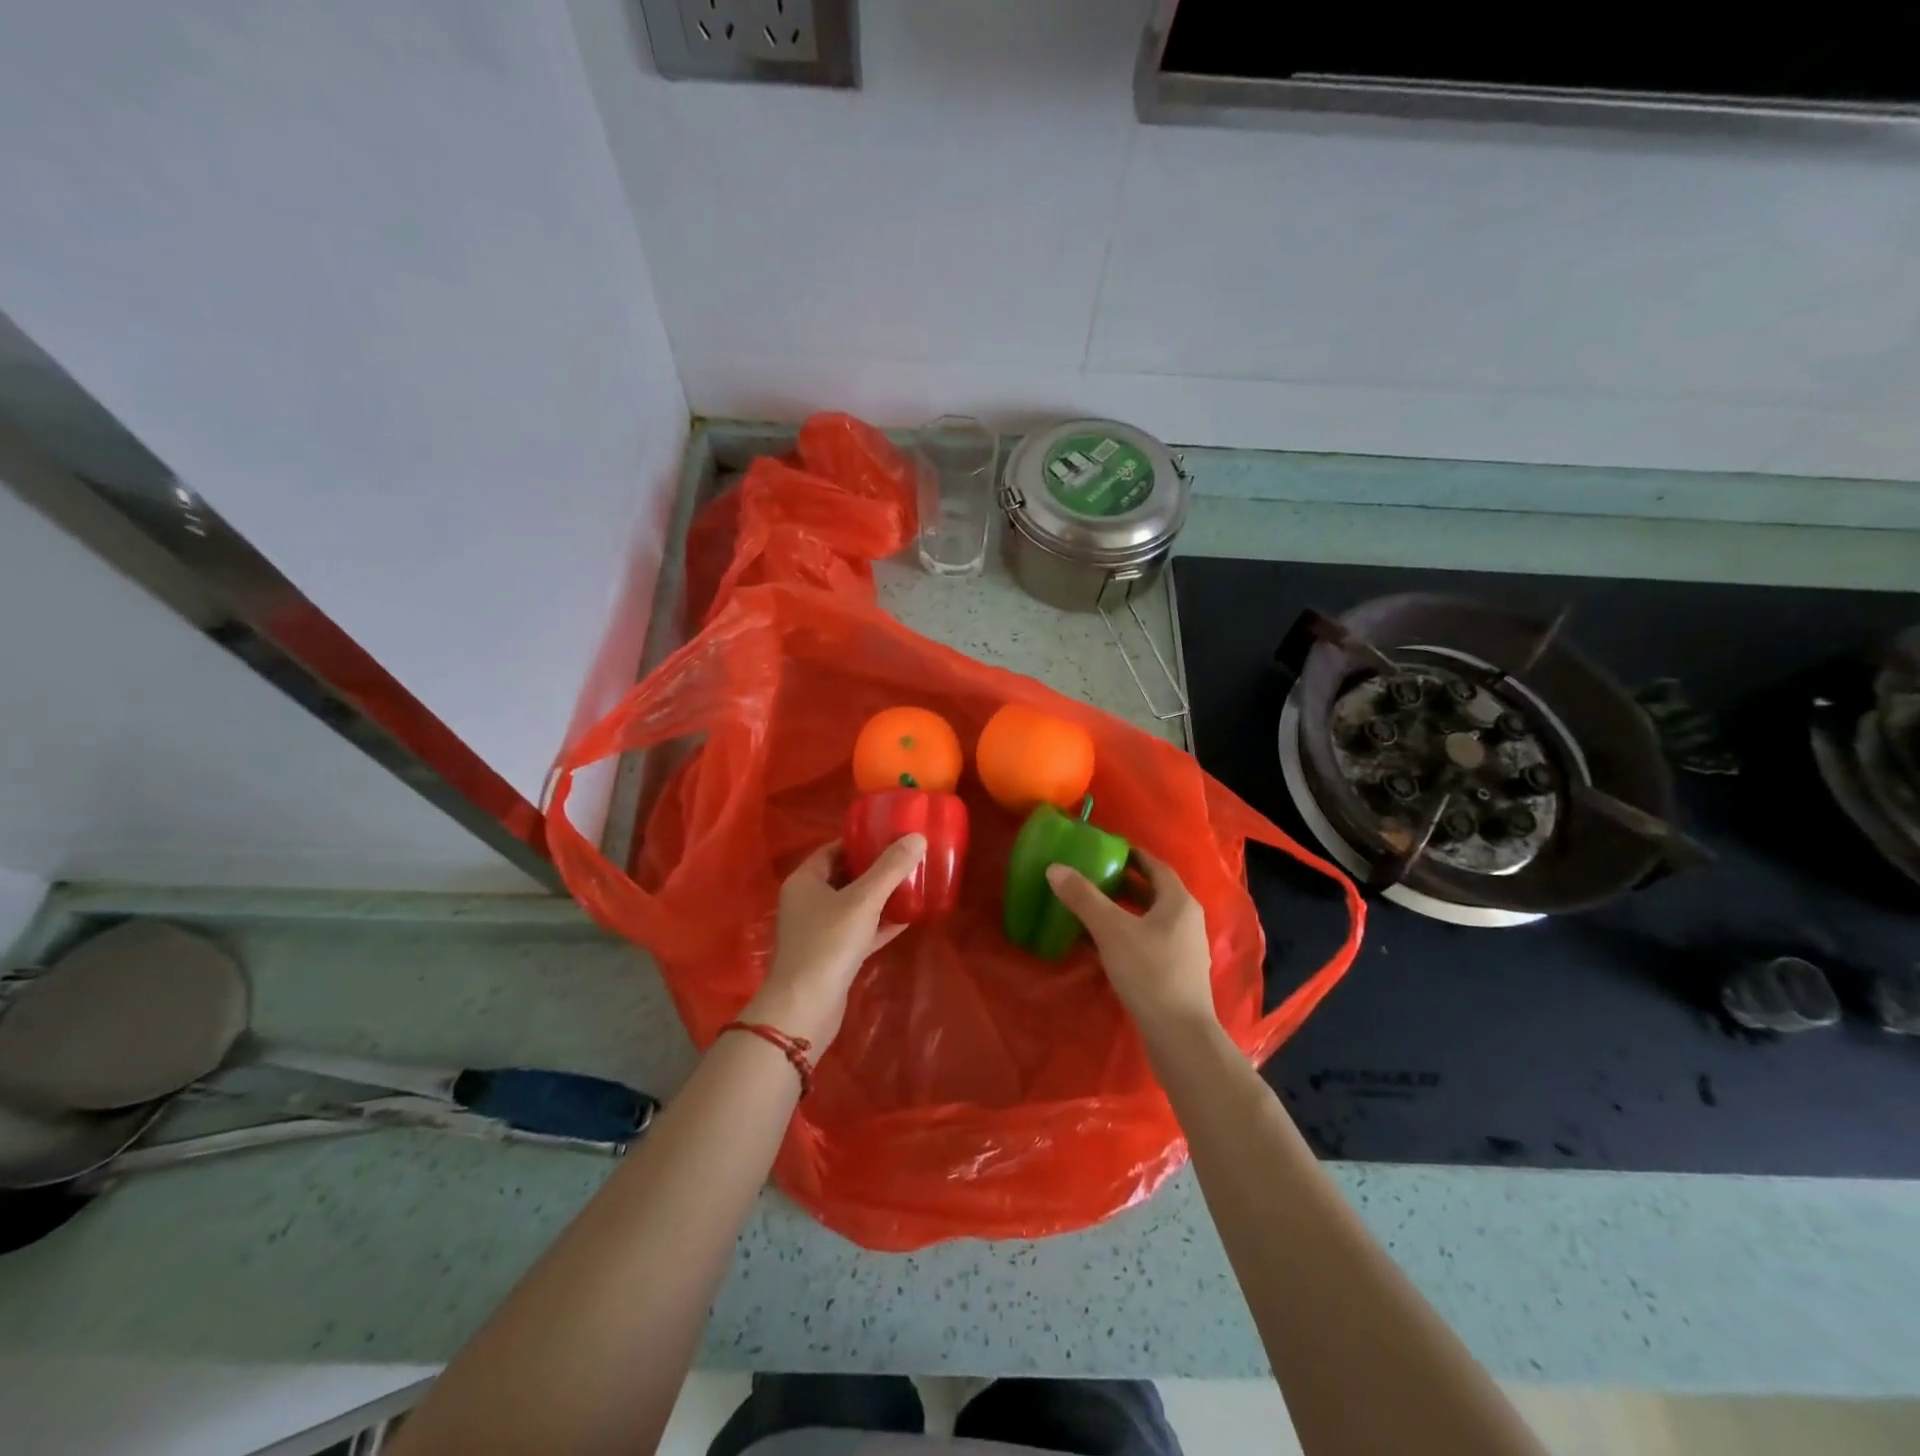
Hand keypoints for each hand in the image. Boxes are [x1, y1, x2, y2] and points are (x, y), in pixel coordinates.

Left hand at [746, 834, 927, 1048]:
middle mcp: (807, 902)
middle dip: (875, 869)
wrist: (806, 1007)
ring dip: (880, 897)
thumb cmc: (829, 943)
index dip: (862, 841)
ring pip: (853, 905)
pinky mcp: (832, 955)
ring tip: (912, 885)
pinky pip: (859, 930)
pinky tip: (907, 919)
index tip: (892, 836)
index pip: (834, 849)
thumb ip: (890, 868)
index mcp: (805, 881)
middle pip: (845, 875)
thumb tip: (917, 837)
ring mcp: (819, 930)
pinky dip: (879, 924)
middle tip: (907, 859)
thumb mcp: (863, 900)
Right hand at [1046, 849, 1215, 1034]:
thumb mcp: (1111, 929)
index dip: (1132, 856)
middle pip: (1152, 893)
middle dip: (1123, 884)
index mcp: (1178, 902)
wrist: (1179, 1036)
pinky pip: (1146, 943)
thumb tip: (1055, 868)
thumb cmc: (1149, 972)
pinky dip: (1123, 937)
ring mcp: (1183, 950)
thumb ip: (1083, 897)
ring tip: (1089, 908)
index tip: (1106, 850)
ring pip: (1148, 920)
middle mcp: (1186, 921)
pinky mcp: (1174, 975)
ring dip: (1121, 912)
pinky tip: (1098, 946)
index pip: (1155, 867)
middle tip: (1091, 877)